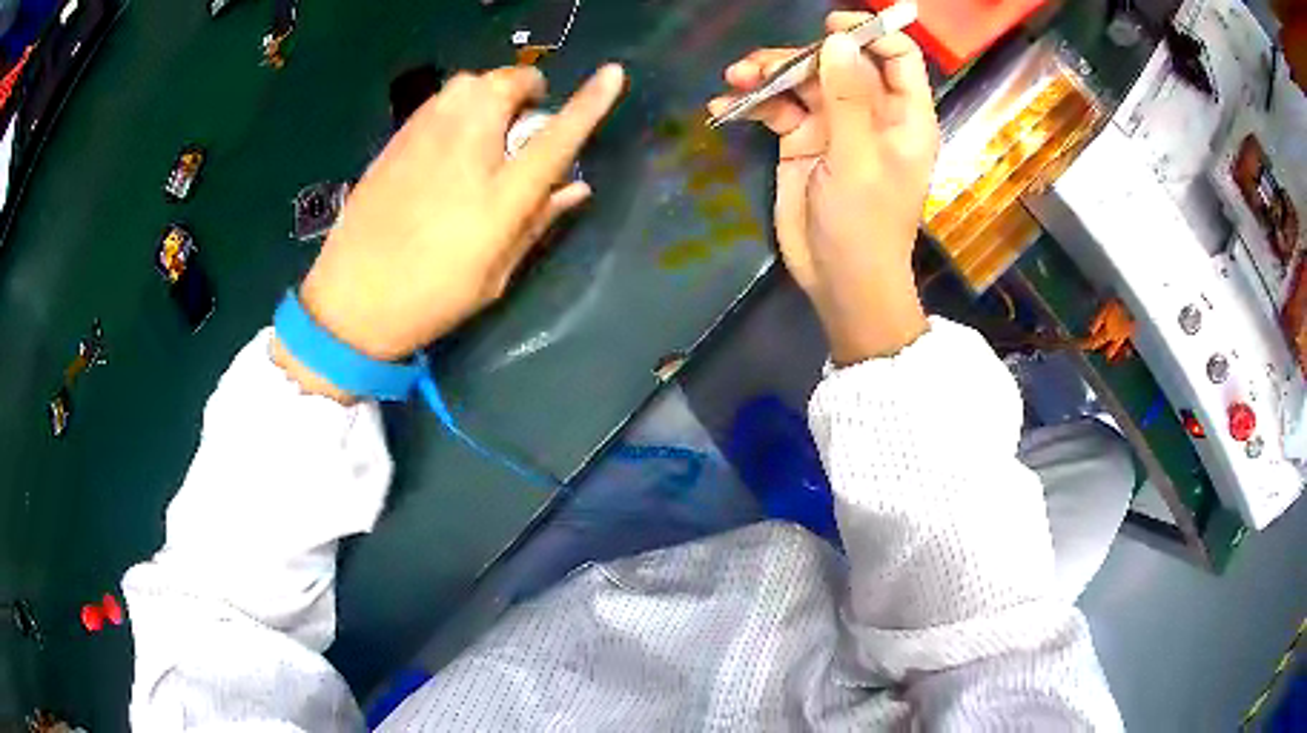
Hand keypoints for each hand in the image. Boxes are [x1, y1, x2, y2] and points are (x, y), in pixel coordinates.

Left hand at [295, 64, 625, 365]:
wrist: (350, 301)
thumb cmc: (431, 296)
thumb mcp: (496, 274)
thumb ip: (538, 221)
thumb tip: (577, 187)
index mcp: (499, 194)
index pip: (556, 136)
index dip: (589, 102)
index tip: (614, 73)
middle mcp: (464, 148)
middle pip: (506, 85)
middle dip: (525, 90)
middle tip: (522, 122)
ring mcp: (424, 137)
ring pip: (469, 83)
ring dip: (490, 92)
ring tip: (487, 125)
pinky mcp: (397, 139)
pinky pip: (439, 99)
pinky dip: (458, 104)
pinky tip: (450, 138)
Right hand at [708, 14, 938, 363]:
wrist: (839, 281)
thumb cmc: (865, 225)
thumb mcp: (859, 159)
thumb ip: (849, 98)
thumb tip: (839, 41)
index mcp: (903, 115)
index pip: (897, 56)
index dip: (868, 34)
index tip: (829, 28)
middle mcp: (870, 112)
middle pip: (837, 61)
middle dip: (798, 56)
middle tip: (759, 67)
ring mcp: (834, 125)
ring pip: (802, 81)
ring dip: (767, 76)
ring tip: (734, 80)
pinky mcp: (803, 141)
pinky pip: (777, 108)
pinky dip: (753, 105)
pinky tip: (724, 107)